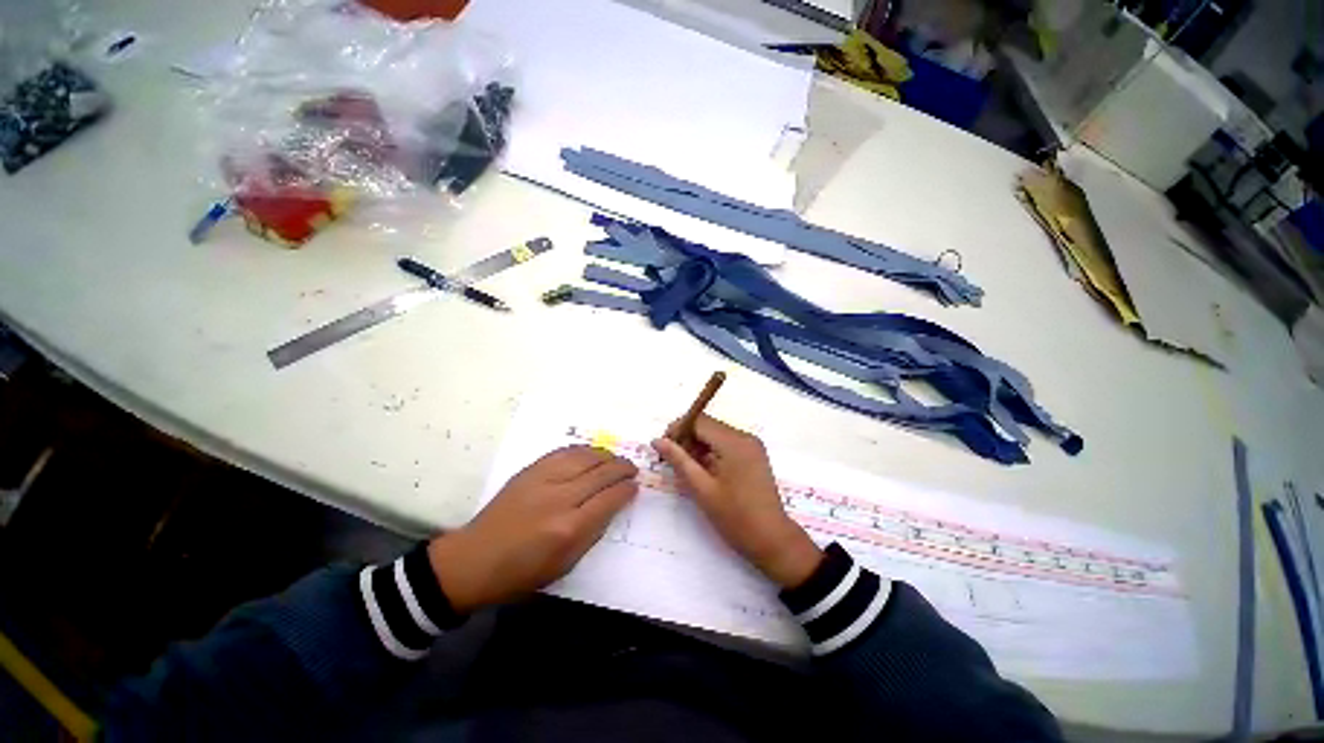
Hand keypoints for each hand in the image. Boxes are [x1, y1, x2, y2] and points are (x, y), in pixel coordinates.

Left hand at [427, 446, 637, 612]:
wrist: (474, 559)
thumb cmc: (522, 572)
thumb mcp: (565, 564)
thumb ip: (593, 533)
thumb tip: (612, 505)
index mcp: (570, 528)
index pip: (610, 499)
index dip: (627, 490)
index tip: (635, 487)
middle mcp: (559, 498)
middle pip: (601, 473)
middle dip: (622, 468)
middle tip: (632, 469)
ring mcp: (543, 479)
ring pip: (585, 457)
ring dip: (606, 455)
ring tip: (615, 459)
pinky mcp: (530, 470)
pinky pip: (564, 452)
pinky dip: (583, 450)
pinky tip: (591, 453)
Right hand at [653, 416, 821, 588]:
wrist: (772, 540)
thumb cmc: (735, 517)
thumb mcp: (702, 488)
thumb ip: (678, 460)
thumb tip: (656, 440)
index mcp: (734, 442)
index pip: (699, 421)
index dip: (678, 429)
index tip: (662, 446)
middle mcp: (745, 437)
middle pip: (708, 426)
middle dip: (687, 438)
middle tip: (670, 460)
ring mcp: (751, 445)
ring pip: (716, 435)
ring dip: (698, 446)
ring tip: (684, 468)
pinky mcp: (753, 455)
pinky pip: (726, 444)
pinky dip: (711, 452)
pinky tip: (702, 471)